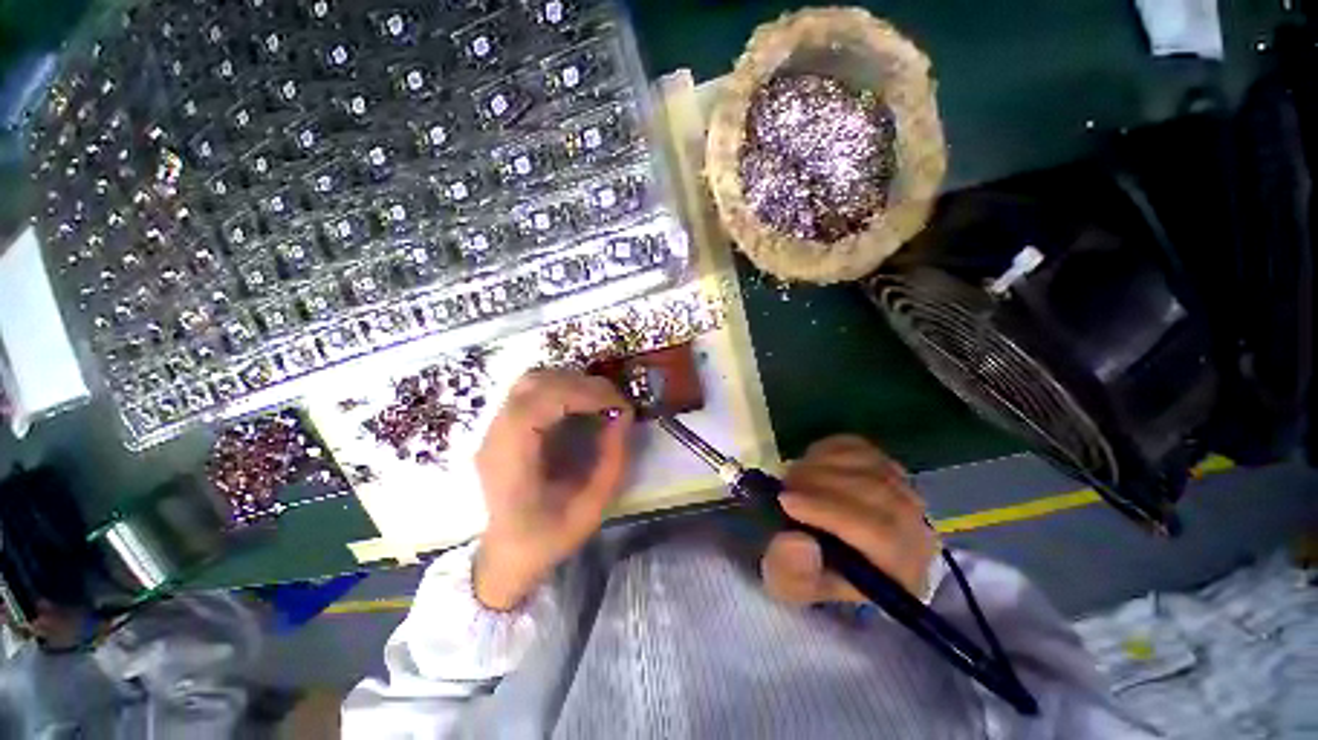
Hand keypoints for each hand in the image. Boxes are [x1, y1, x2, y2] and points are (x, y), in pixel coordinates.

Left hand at [474, 369, 633, 609]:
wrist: (506, 556)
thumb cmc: (547, 539)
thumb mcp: (591, 509)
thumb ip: (612, 461)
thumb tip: (623, 415)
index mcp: (510, 462)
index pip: (538, 403)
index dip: (582, 394)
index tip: (618, 406)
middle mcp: (495, 437)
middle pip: (534, 383)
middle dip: (582, 385)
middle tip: (614, 403)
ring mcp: (494, 428)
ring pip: (532, 380)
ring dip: (571, 382)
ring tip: (599, 402)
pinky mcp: (503, 426)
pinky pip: (532, 390)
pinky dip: (562, 388)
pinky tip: (580, 406)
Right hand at [761, 435, 937, 604]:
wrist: (824, 551)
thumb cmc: (809, 572)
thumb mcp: (790, 585)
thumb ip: (792, 571)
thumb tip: (799, 541)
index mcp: (900, 572)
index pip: (880, 534)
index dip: (829, 512)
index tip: (786, 502)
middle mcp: (916, 531)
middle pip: (877, 493)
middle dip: (820, 484)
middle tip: (784, 486)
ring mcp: (904, 492)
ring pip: (868, 465)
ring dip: (821, 465)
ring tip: (792, 478)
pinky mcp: (885, 466)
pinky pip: (860, 448)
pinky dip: (828, 450)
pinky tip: (809, 464)